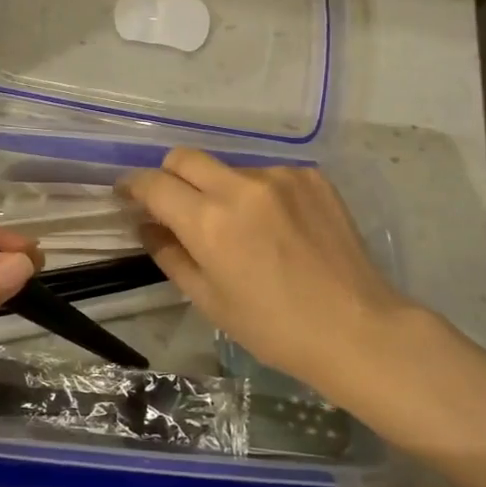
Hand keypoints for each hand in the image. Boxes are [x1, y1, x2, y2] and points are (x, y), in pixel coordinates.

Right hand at [121, 149, 430, 400]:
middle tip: (174, 205)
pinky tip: (276, 226)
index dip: (132, 185)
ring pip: (227, 167)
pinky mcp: (310, 177)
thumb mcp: (209, 300)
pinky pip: (267, 174)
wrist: (358, 329)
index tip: (127, 194)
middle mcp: (240, 187)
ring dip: (218, 188)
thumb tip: (147, 225)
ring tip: (239, 227)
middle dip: (168, 176)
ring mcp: (279, 177)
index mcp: (209, 222)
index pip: (154, 183)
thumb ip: (170, 255)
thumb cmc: (274, 328)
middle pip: (184, 157)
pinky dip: (258, 194)